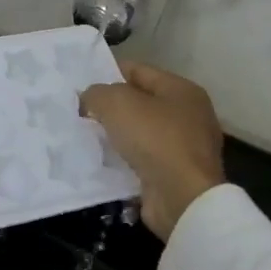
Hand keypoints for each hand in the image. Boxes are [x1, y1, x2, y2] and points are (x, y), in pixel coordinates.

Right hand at [79, 61, 226, 241]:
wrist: (182, 198)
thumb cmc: (154, 139)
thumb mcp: (116, 103)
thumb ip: (97, 93)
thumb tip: (89, 99)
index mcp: (182, 90)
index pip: (138, 71)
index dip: (108, 73)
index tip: (82, 85)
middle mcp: (189, 115)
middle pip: (140, 102)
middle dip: (111, 107)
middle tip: (81, 111)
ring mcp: (186, 148)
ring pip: (140, 133)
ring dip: (116, 135)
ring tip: (86, 137)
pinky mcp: (177, 176)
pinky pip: (143, 160)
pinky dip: (124, 160)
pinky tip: (102, 161)